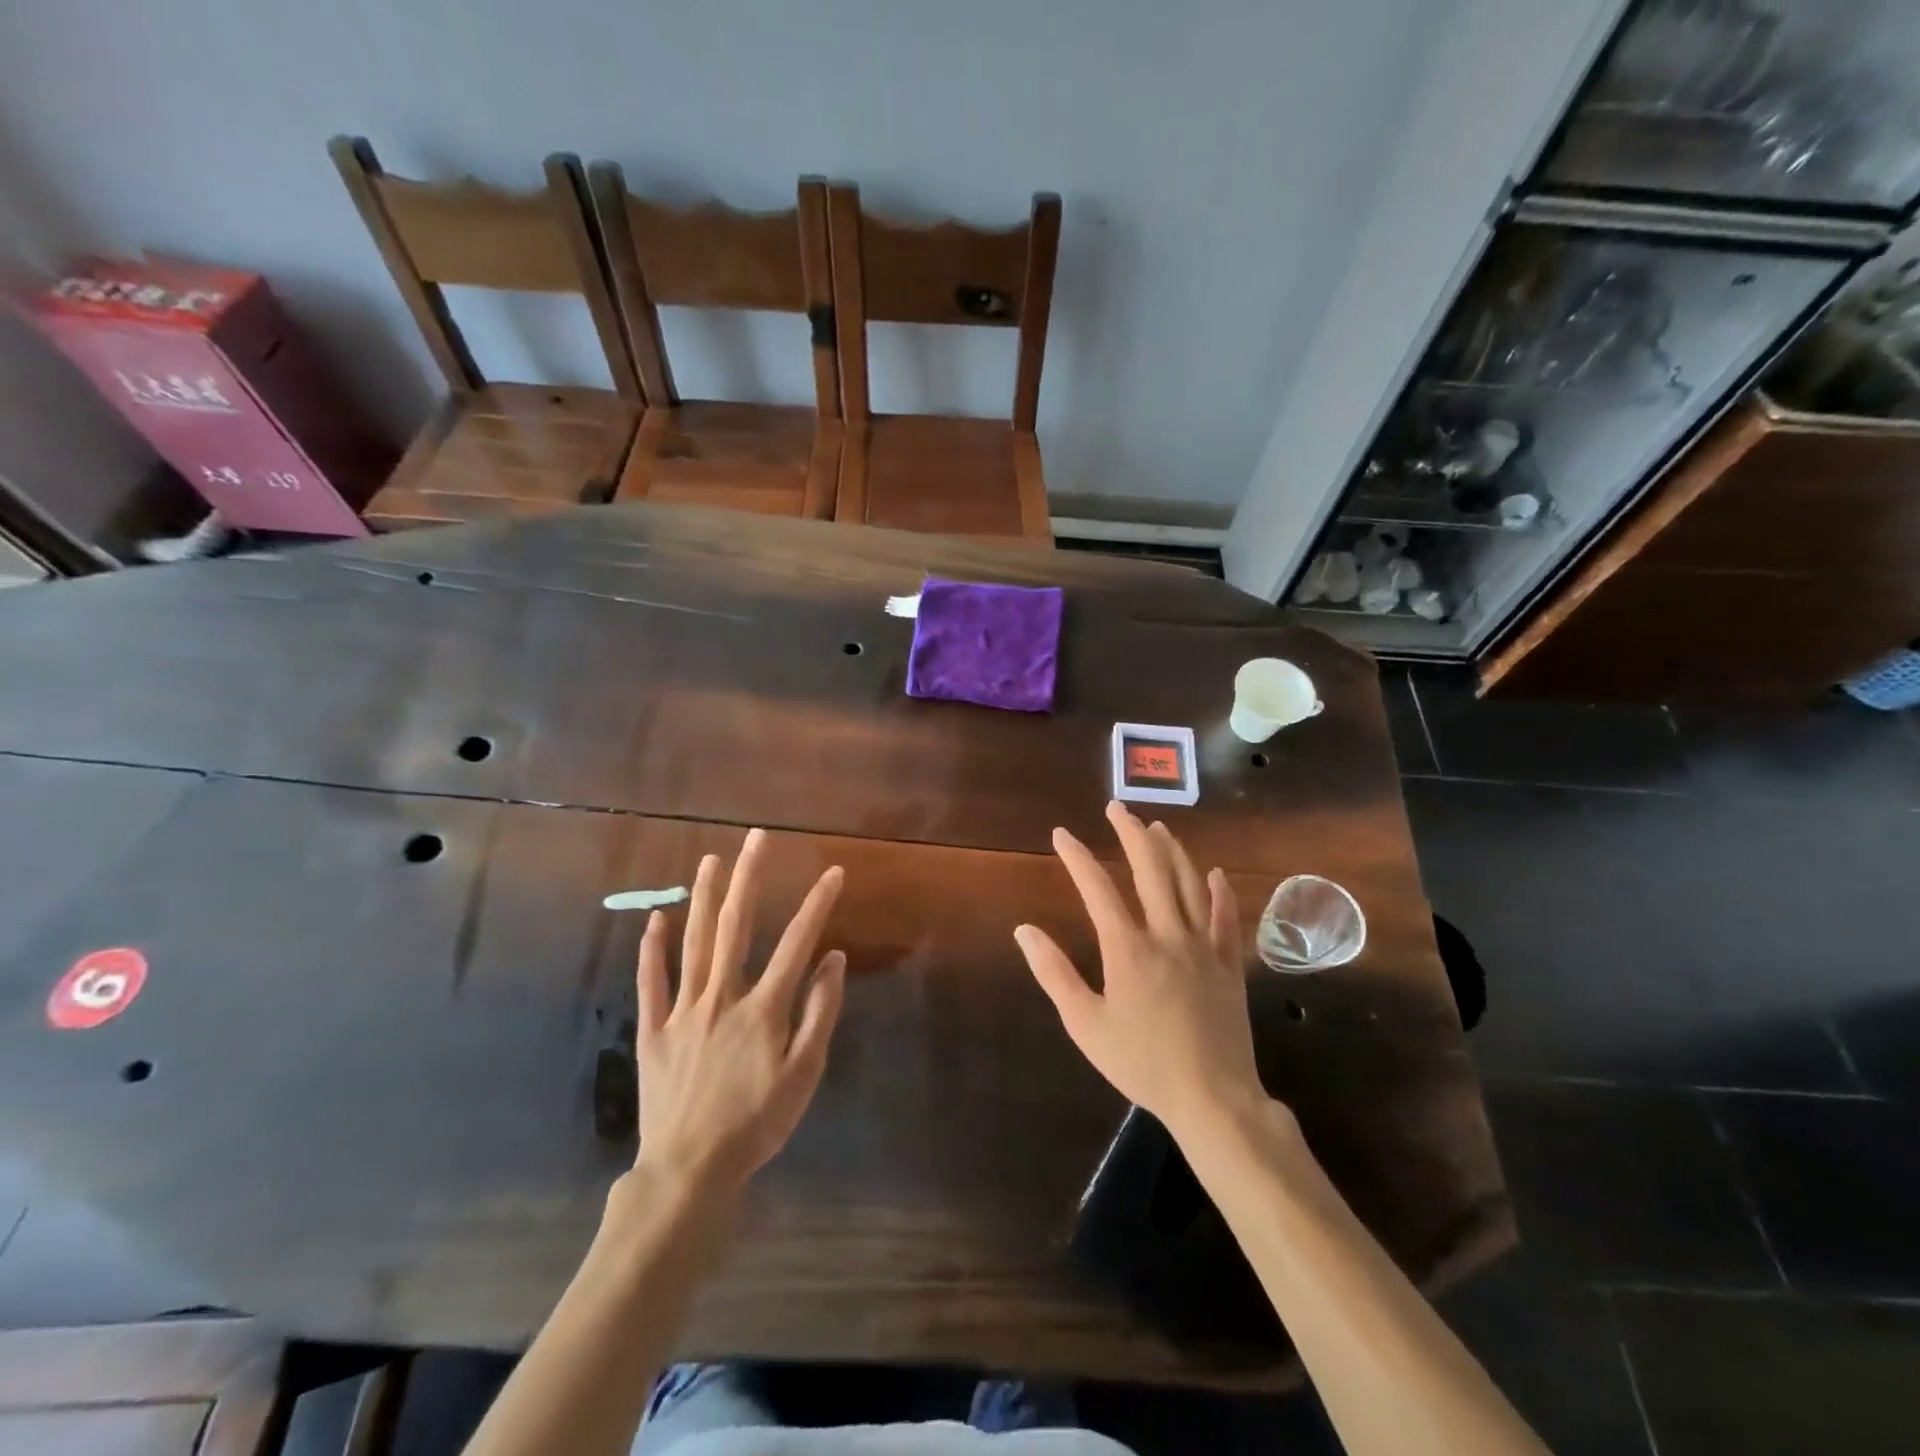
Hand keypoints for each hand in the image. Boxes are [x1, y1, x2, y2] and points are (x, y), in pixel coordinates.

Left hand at [634, 829, 846, 1196]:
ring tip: (710, 860)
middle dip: (748, 878)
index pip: (796, 944)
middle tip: (756, 838)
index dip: (817, 905)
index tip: (833, 872)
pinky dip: (652, 949)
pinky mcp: (654, 1030)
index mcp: (763, 1008)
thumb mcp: (804, 1075)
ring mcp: (683, 1011)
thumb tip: (833, 960)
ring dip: (703, 898)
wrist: (689, 1171)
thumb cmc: (756, 1124)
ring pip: (694, 943)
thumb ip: (820, 1014)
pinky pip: (652, 982)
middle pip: (736, 927)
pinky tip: (655, 918)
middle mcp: (722, 997)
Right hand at [1014, 801, 1265, 1141]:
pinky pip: (1226, 916)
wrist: (1212, 1098)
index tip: (1062, 834)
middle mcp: (1167, 934)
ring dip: (1172, 850)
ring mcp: (1203, 945)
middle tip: (1117, 809)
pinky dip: (1219, 891)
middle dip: (1130, 834)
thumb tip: (1024, 931)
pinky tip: (1213, 873)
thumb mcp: (1085, 1024)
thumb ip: (1054, 973)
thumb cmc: (1142, 1063)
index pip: (1098, 888)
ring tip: (1157, 827)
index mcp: (1128, 948)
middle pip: (1150, 870)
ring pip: (1189, 884)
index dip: (1077, 857)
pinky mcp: (1230, 963)